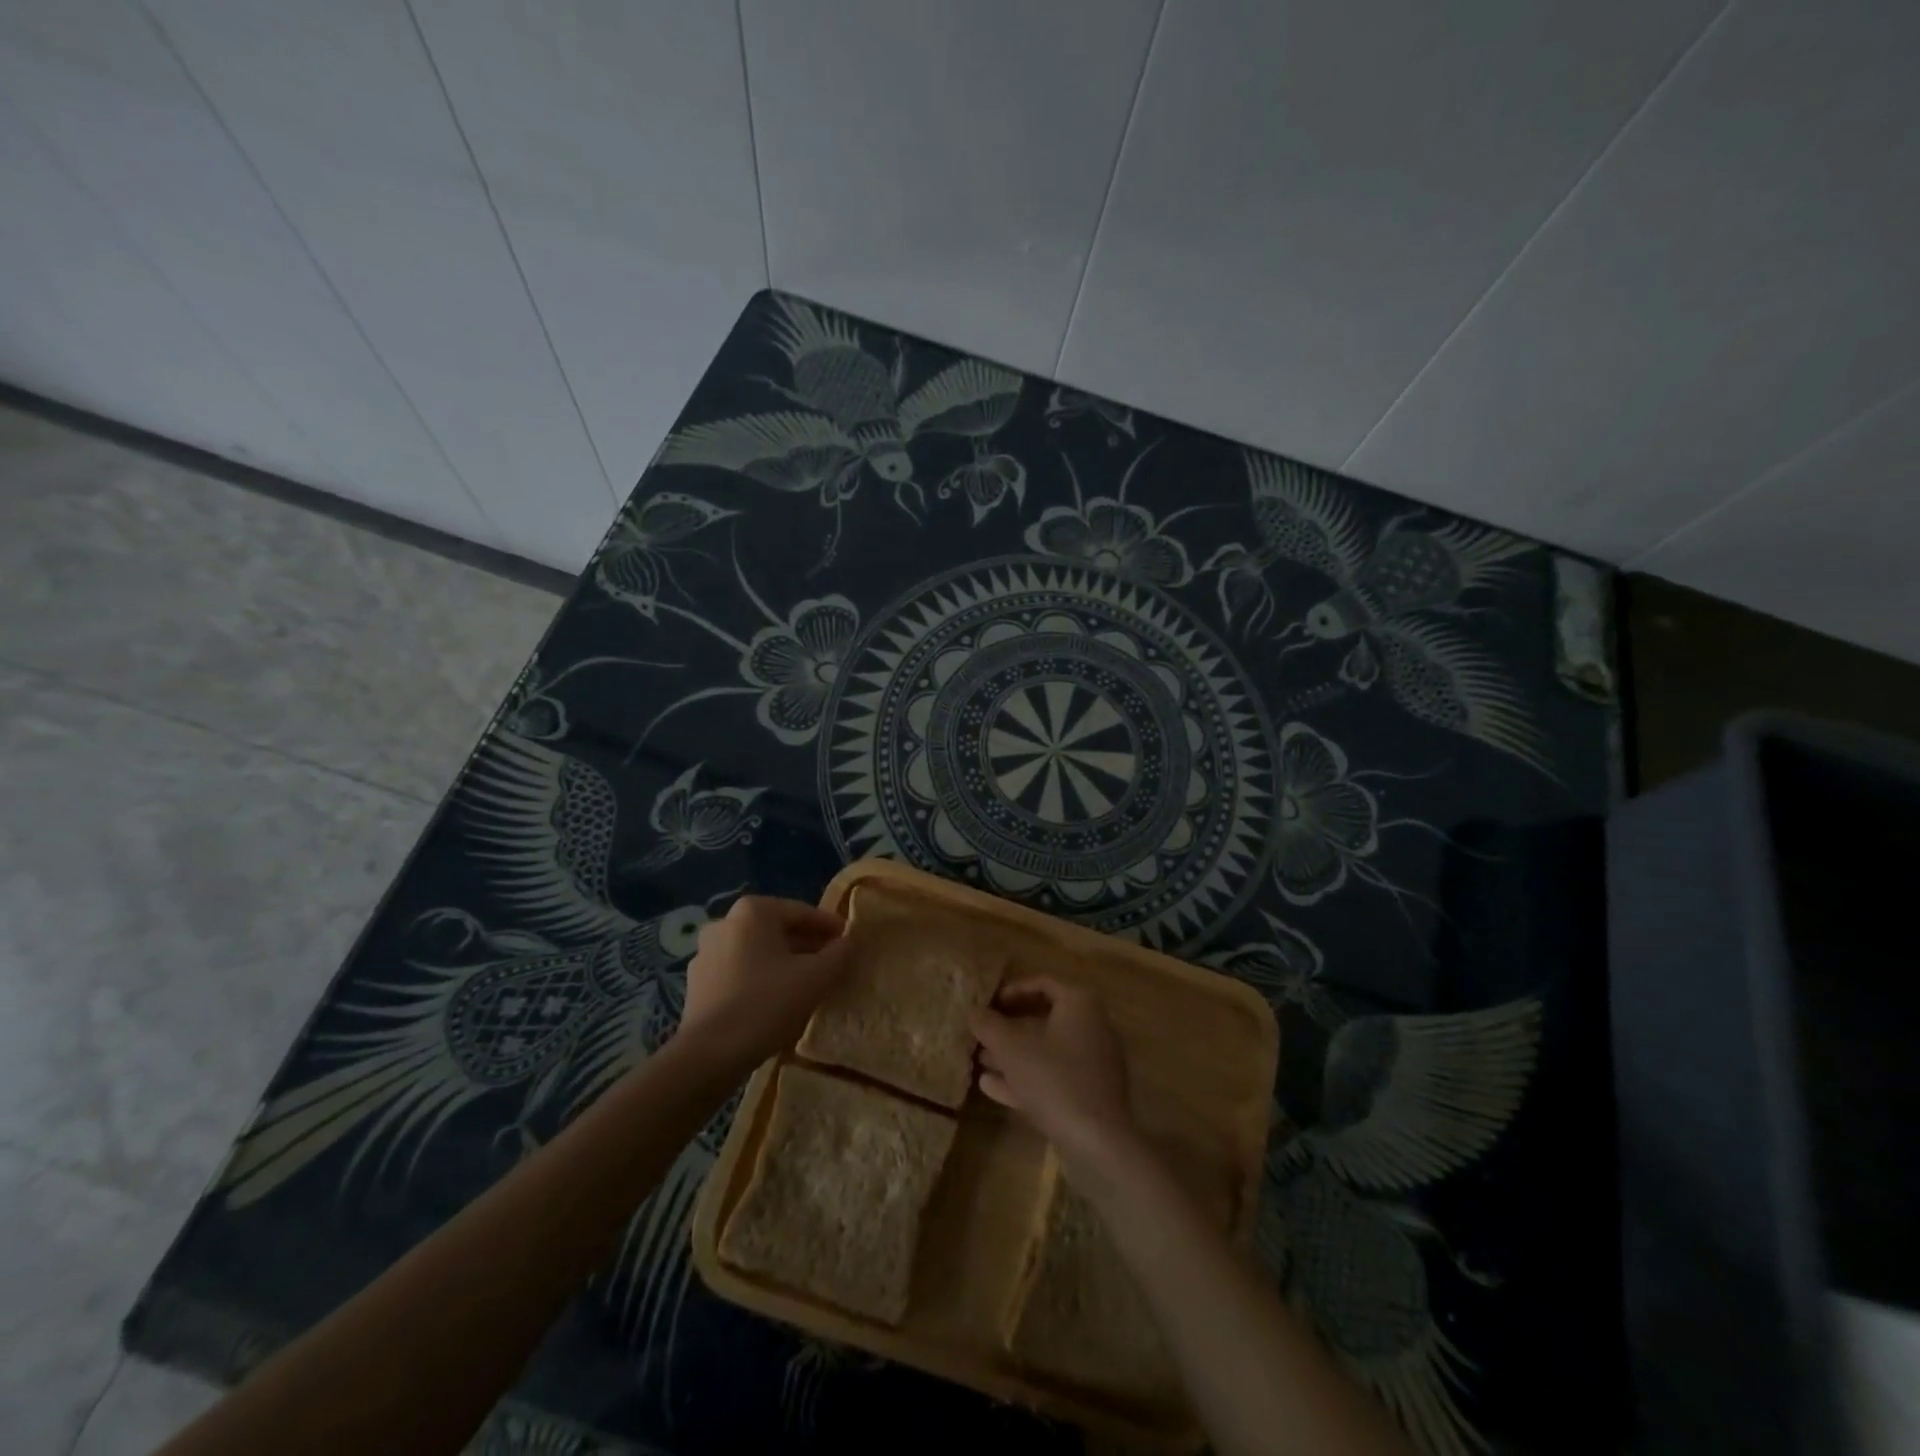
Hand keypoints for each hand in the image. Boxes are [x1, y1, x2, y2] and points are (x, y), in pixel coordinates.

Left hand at [680, 896, 850, 1068]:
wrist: (709, 1054)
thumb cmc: (767, 1003)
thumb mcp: (816, 977)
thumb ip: (838, 954)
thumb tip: (848, 942)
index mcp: (752, 911)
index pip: (802, 912)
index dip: (830, 927)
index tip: (849, 941)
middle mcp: (725, 922)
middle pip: (778, 930)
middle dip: (807, 945)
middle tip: (832, 962)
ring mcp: (706, 953)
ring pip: (758, 951)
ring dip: (784, 962)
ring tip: (808, 983)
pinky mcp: (698, 983)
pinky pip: (739, 971)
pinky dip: (761, 978)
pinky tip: (777, 1000)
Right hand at [971, 976, 1138, 1176]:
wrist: (1097, 1142)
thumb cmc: (1054, 1079)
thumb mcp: (1011, 1048)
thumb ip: (988, 1025)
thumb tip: (972, 1010)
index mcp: (1080, 1004)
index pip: (1042, 984)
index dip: (1011, 991)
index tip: (988, 1004)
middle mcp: (1092, 1026)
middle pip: (1043, 1019)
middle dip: (1008, 1028)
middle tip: (980, 1034)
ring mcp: (1094, 1063)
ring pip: (1046, 1050)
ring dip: (1012, 1055)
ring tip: (979, 1061)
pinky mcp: (1090, 1094)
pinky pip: (1054, 1076)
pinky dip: (1025, 1077)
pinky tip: (992, 1087)